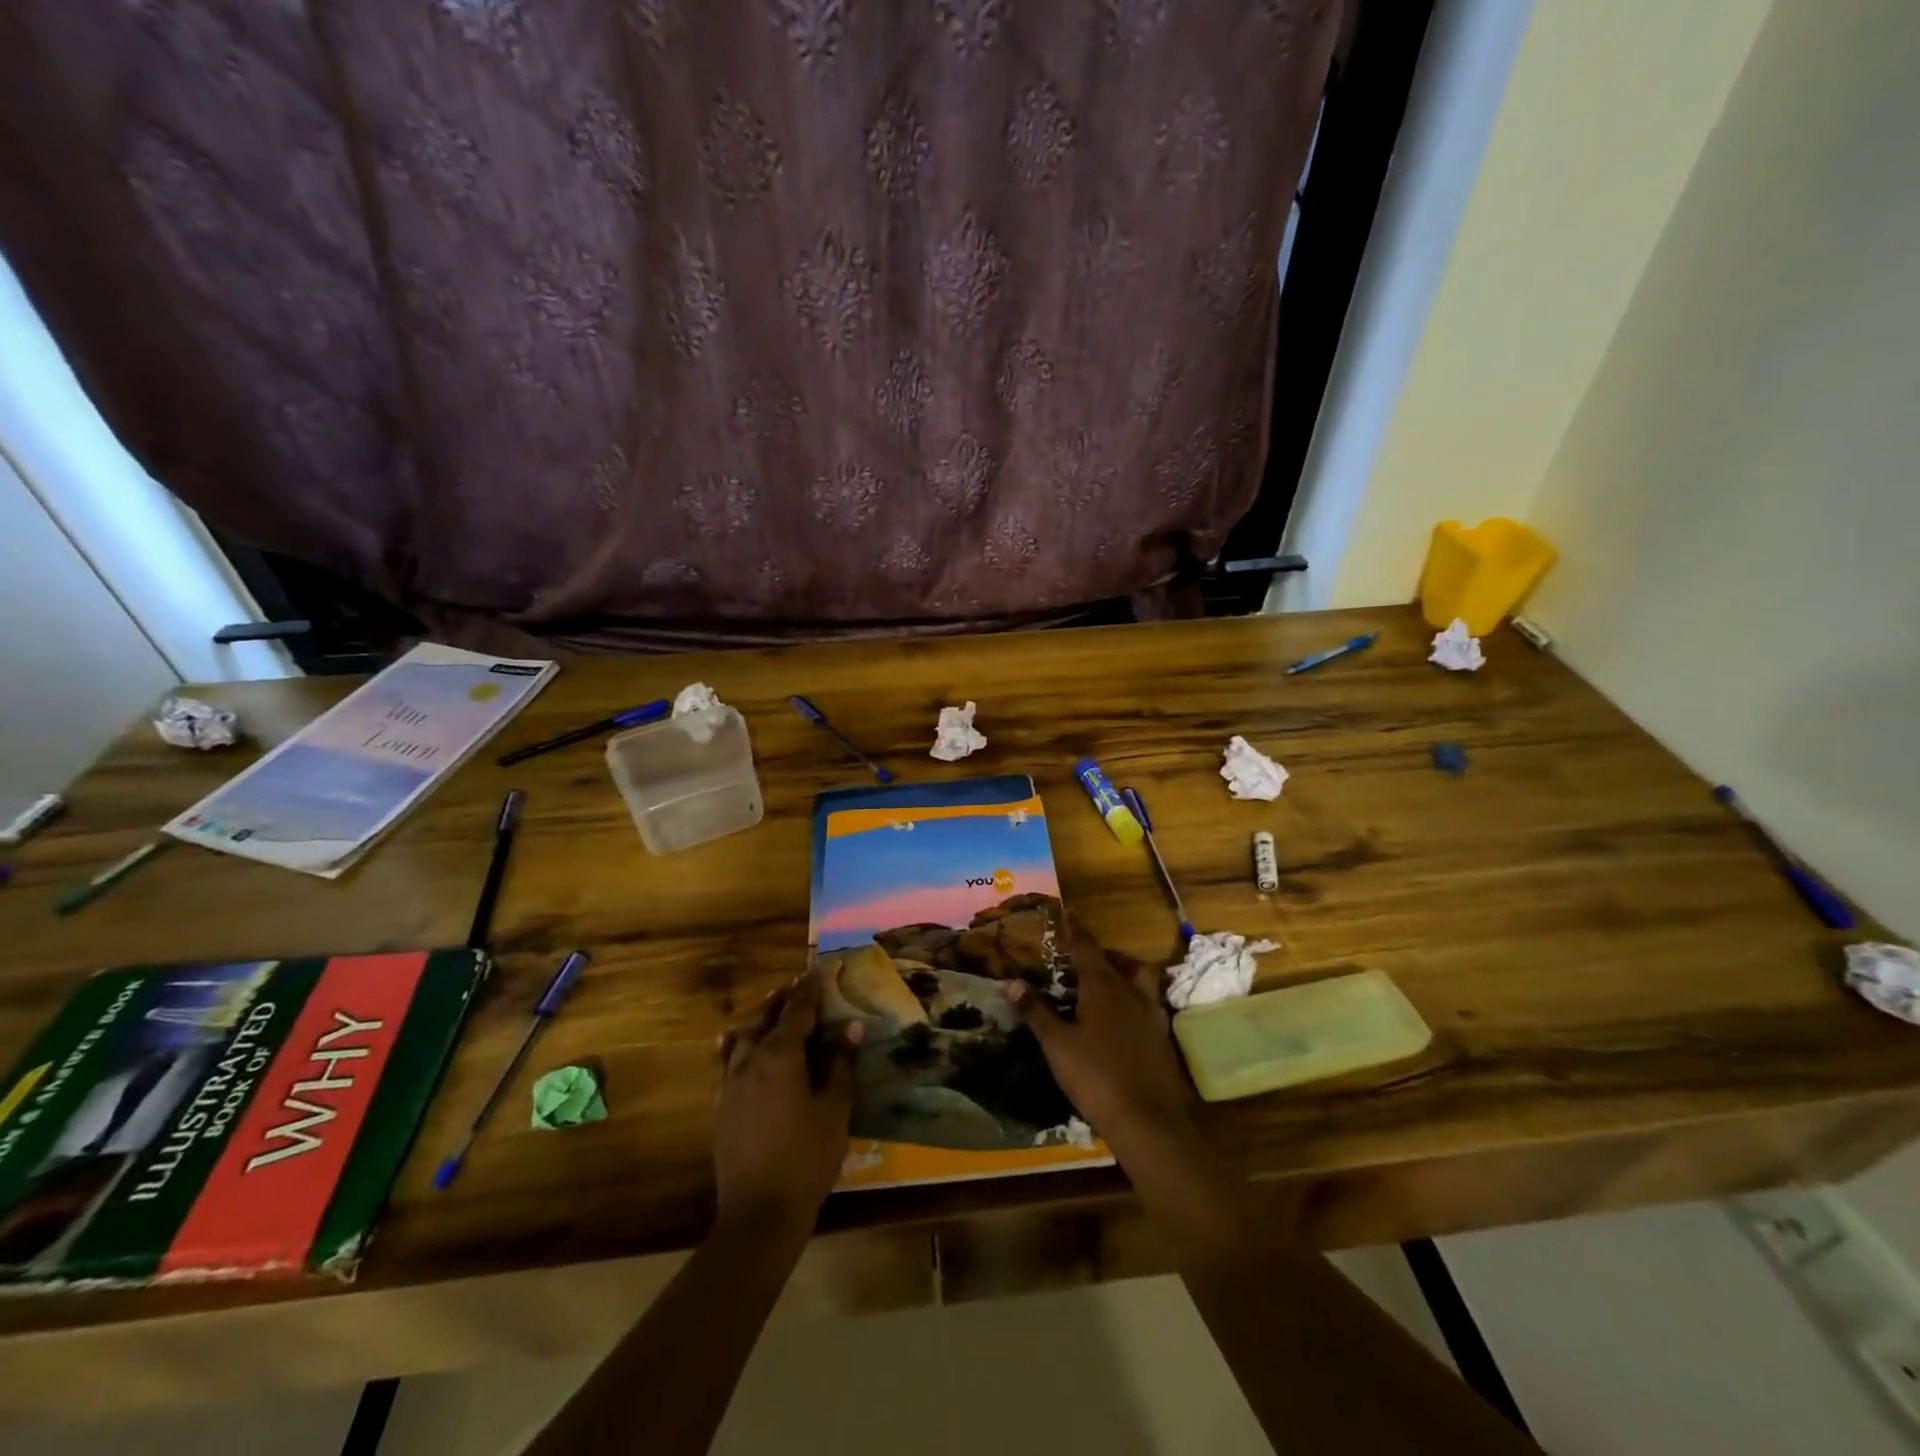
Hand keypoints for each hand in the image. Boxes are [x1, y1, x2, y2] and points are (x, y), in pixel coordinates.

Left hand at [713, 973, 862, 1235]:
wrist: (759, 1213)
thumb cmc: (807, 1157)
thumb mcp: (835, 1109)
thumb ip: (841, 1064)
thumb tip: (851, 1026)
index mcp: (780, 1056)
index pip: (797, 1012)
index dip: (809, 990)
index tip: (818, 970)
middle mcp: (750, 1061)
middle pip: (765, 1018)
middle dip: (782, 999)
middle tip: (795, 984)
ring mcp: (730, 1084)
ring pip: (742, 1037)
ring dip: (758, 1018)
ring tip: (770, 1006)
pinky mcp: (721, 1106)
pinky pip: (725, 1063)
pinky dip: (733, 1045)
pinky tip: (732, 1043)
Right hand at [1008, 926, 1194, 1151]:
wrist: (1148, 1121)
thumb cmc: (1096, 1077)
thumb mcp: (1057, 1045)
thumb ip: (1036, 1012)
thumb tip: (1013, 983)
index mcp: (1104, 987)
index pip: (1087, 948)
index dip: (1075, 930)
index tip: (1067, 914)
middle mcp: (1132, 993)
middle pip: (1121, 962)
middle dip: (1103, 955)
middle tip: (1085, 961)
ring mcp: (1152, 1016)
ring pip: (1142, 981)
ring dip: (1126, 975)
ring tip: (1106, 987)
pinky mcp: (1164, 1039)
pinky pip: (1149, 1006)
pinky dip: (1135, 1003)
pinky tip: (1122, 1022)